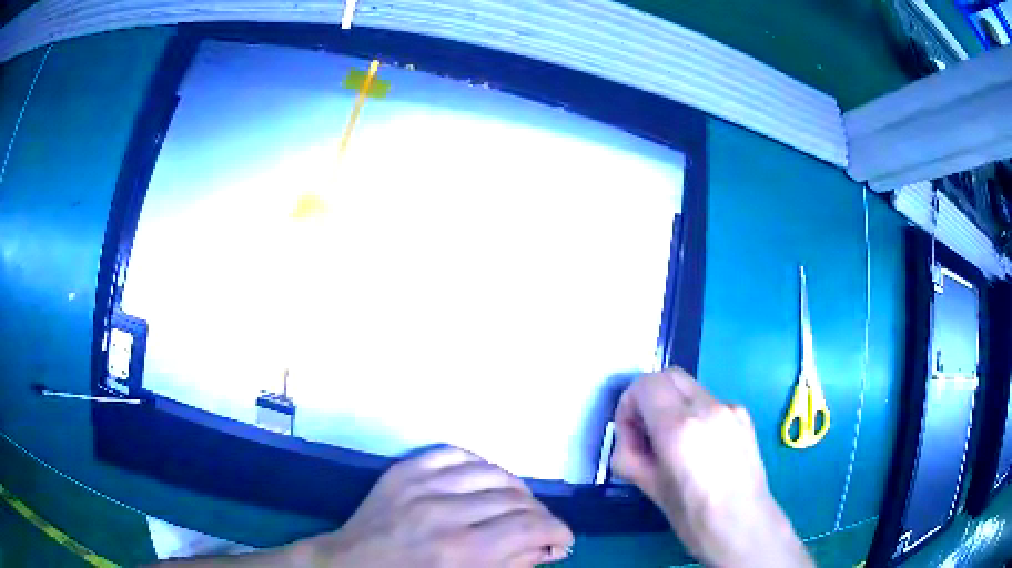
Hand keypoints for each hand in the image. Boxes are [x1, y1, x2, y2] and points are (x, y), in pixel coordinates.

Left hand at [300, 447, 573, 566]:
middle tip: (540, 527)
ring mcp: (421, 486)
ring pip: (491, 471)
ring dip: (514, 488)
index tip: (562, 539)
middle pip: (515, 498)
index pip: (530, 526)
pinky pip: (453, 453)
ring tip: (517, 504)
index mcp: (462, 552)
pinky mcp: (403, 471)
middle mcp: (445, 513)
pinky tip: (484, 478)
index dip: (557, 530)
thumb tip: (546, 547)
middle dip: (539, 514)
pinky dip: (478, 463)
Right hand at [610, 368, 811, 566]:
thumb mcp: (649, 488)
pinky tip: (700, 448)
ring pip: (690, 388)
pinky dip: (695, 414)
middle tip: (646, 432)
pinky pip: (710, 402)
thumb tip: (628, 439)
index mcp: (679, 427)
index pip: (645, 384)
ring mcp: (730, 408)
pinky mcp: (744, 416)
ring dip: (673, 405)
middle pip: (668, 375)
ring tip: (674, 444)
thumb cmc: (693, 517)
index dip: (629, 404)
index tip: (630, 433)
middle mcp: (707, 407)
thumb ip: (629, 454)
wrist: (744, 526)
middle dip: (650, 397)